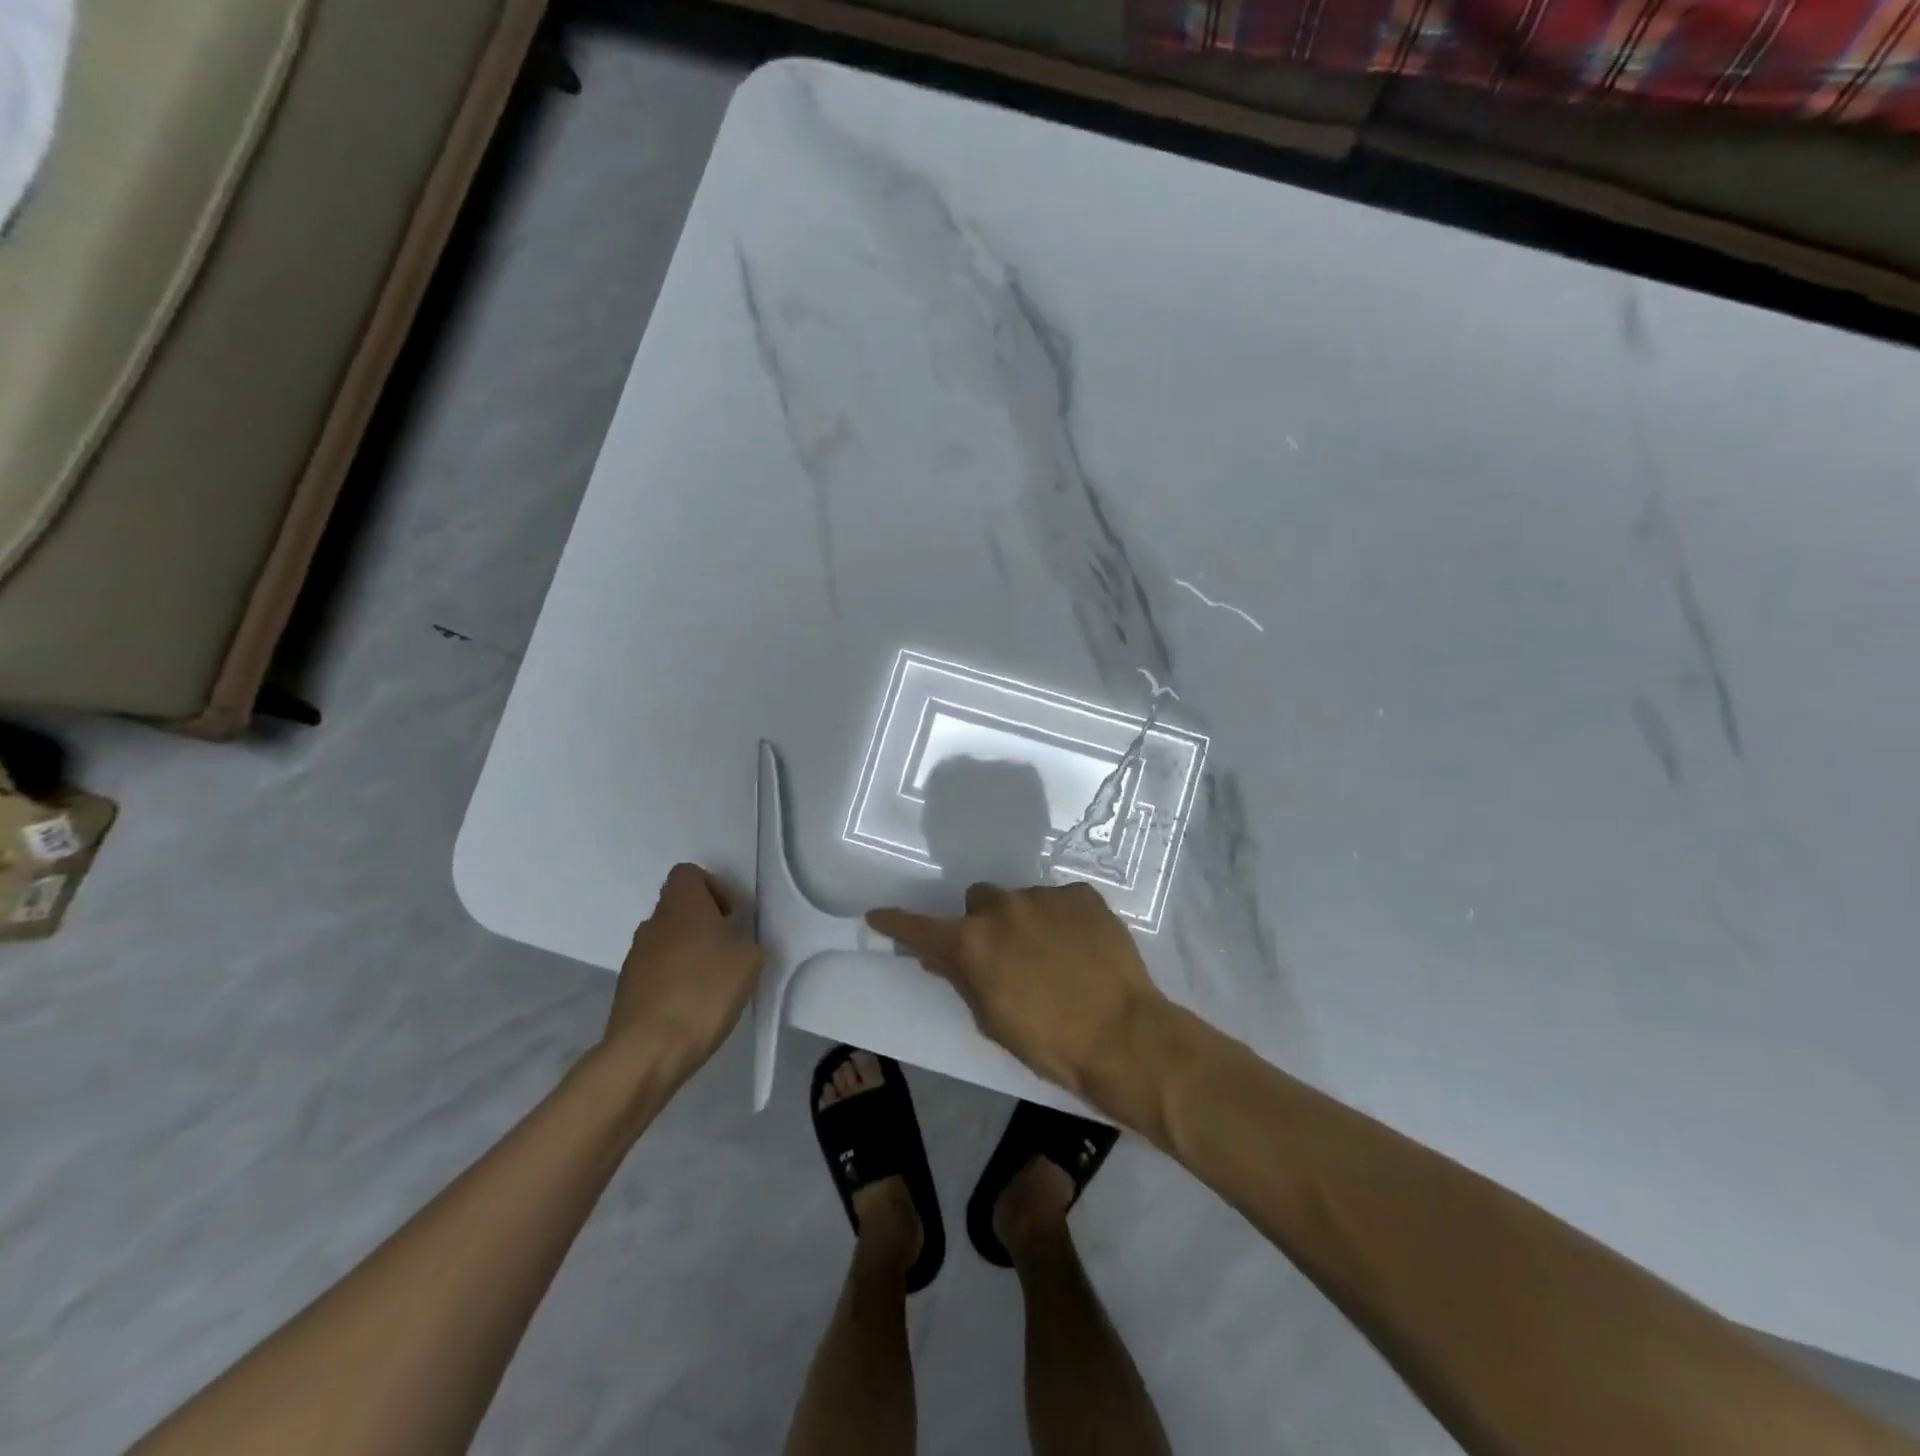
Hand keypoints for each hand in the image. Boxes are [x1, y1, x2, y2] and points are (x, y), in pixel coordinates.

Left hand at [602, 864, 764, 1087]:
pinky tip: (692, 1006)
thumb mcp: (749, 963)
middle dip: (704, 923)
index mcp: (682, 906)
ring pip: (666, 939)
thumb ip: (748, 944)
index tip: (731, 914)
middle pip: (678, 907)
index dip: (712, 886)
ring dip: (689, 952)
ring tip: (712, 982)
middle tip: (728, 949)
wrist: (647, 1051)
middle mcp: (653, 923)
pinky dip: (674, 979)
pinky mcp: (627, 989)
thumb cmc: (703, 993)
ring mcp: (635, 957)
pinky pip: (656, 970)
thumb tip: (738, 946)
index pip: (688, 873)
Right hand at [867, 881, 1167, 1098]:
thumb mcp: (994, 1021)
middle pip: (979, 902)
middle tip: (1004, 954)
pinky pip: (1059, 900)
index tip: (878, 916)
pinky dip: (1062, 919)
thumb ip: (962, 981)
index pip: (922, 928)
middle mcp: (1002, 908)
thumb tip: (937, 959)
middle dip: (984, 923)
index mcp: (973, 943)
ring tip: (1053, 955)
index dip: (897, 924)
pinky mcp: (1082, 894)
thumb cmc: (1050, 1043)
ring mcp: (1045, 896)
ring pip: (1021, 900)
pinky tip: (1080, 947)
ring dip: (1025, 921)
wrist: (1124, 1035)